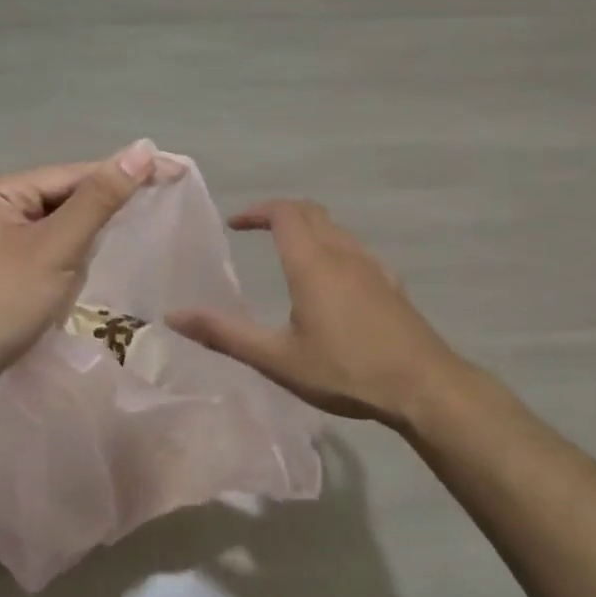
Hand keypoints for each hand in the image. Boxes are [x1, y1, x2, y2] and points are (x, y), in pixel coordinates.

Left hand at [0, 140, 162, 394]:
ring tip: (95, 266)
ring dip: (76, 251)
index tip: (175, 174)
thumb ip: (99, 199)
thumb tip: (143, 148)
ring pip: (52, 233)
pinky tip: (66, 289)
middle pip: (62, 201)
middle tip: (146, 223)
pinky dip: (58, 270)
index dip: (126, 174)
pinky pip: (37, 258)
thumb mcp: (55, 249)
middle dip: (95, 221)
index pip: (75, 174)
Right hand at [168, 199, 466, 431]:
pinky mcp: (390, 282)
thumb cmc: (344, 370)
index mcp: (312, 263)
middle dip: (280, 212)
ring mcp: (372, 265)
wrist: (422, 385)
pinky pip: (354, 248)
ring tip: (287, 251)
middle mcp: (342, 252)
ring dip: (307, 227)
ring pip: (335, 228)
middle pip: (310, 212)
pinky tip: (331, 280)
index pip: (284, 213)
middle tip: (256, 229)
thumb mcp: (276, 359)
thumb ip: (224, 335)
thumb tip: (173, 317)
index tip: (236, 223)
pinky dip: (331, 245)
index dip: (257, 211)